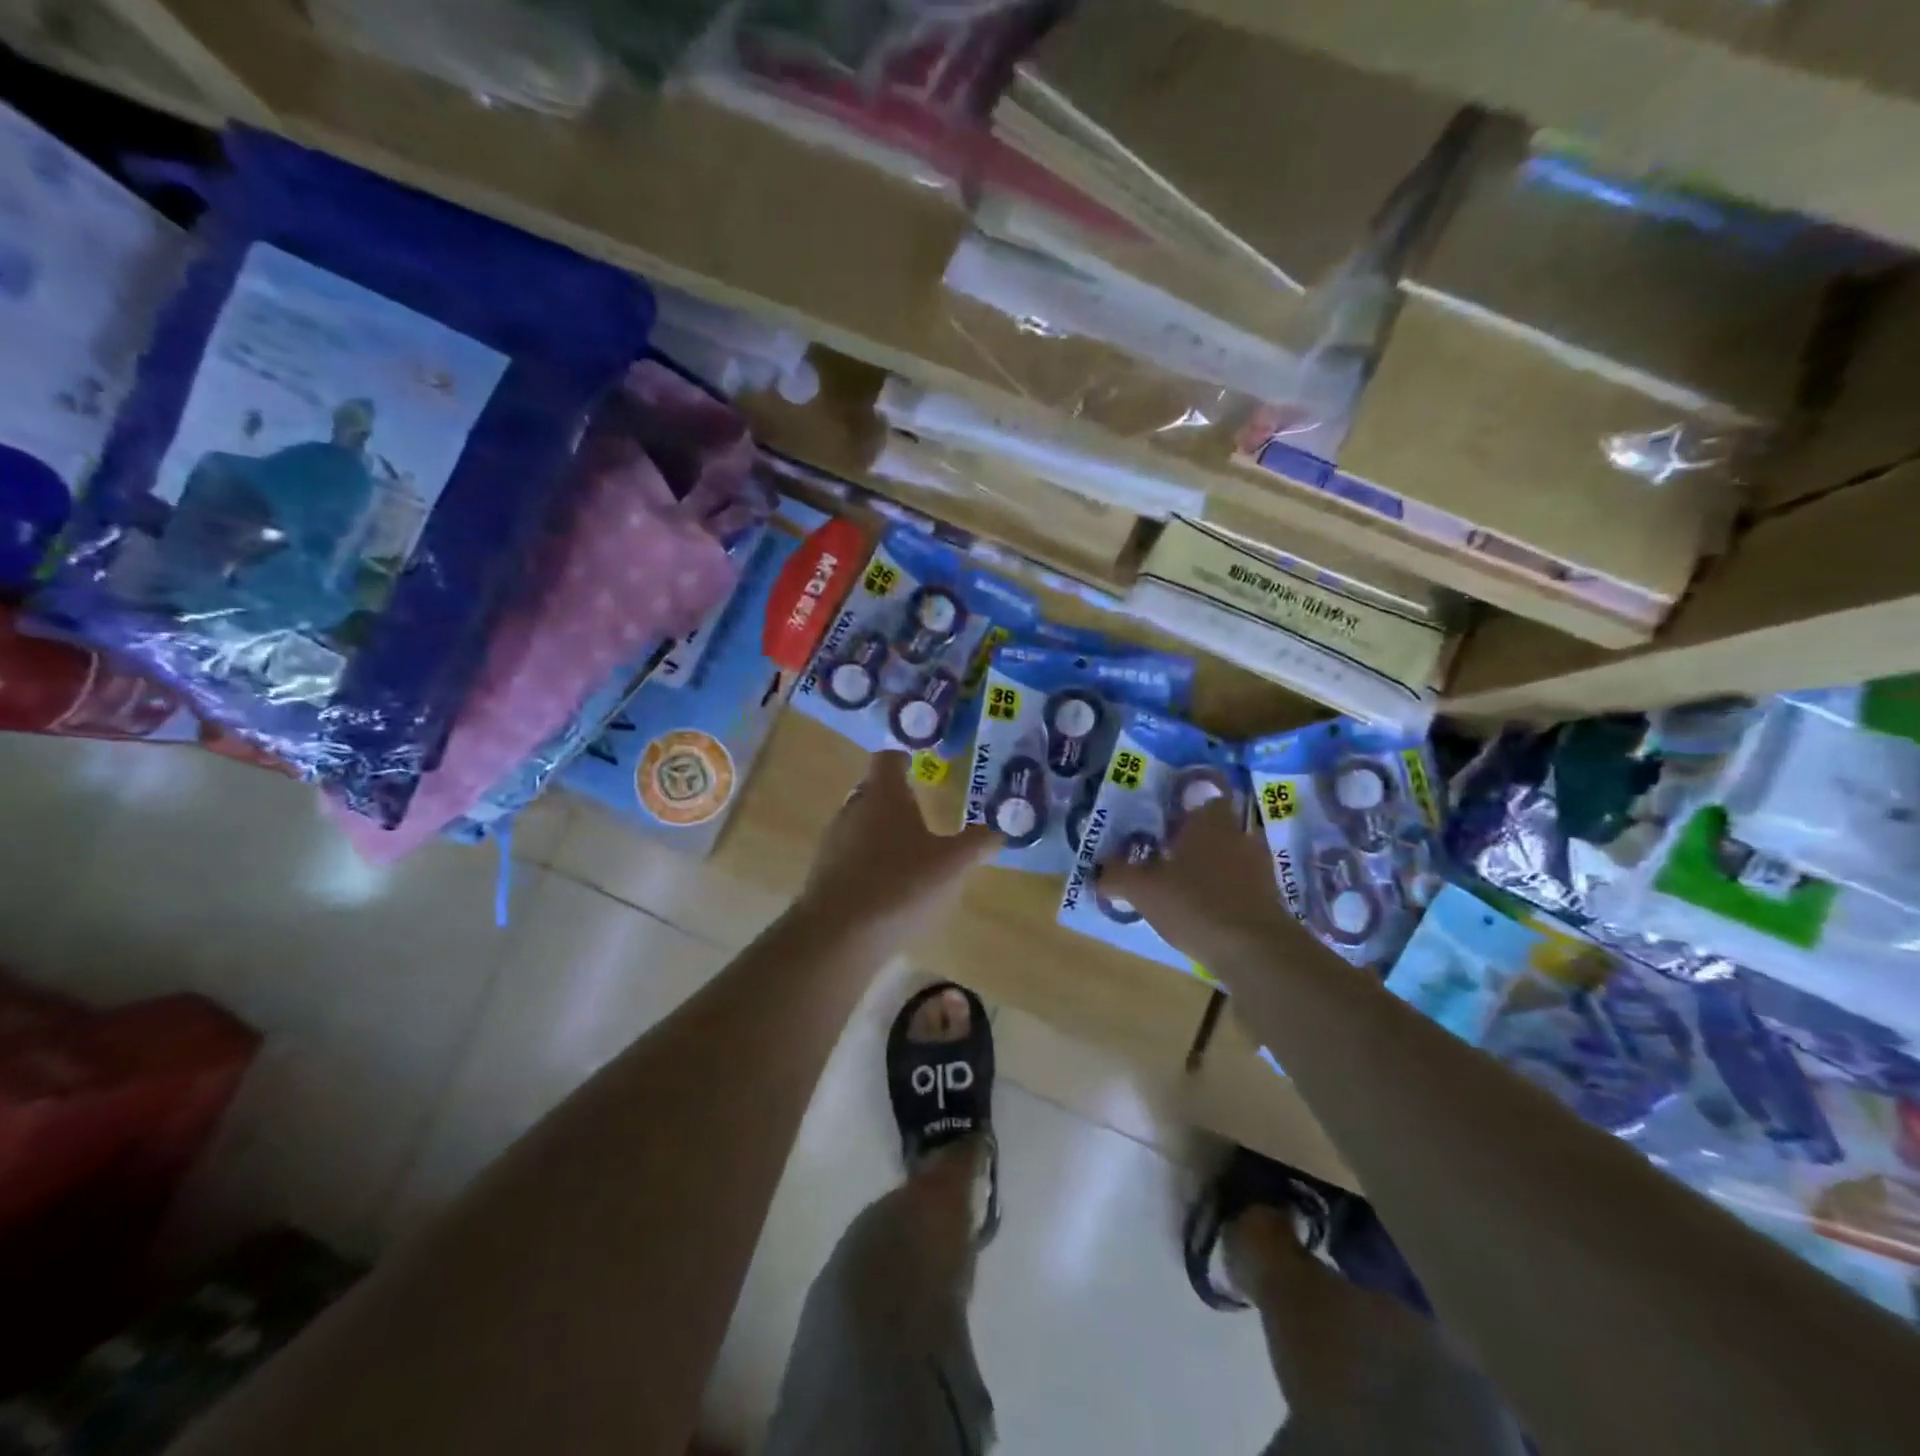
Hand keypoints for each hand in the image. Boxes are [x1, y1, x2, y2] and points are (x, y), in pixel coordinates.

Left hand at [799, 751, 1000, 939]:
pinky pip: (849, 853)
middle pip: (872, 790)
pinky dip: (868, 858)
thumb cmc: (900, 885)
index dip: (904, 758)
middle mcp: (853, 809)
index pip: (888, 759)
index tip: (917, 765)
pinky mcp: (823, 873)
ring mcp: (833, 842)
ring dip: (880, 829)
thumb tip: (999, 829)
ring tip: (908, 849)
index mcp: (883, 795)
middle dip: (894, 796)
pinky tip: (887, 883)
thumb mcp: (952, 865)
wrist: (838, 936)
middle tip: (920, 807)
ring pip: (859, 822)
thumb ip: (977, 843)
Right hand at [1103, 797, 1304, 967]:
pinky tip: (1201, 907)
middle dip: (1192, 835)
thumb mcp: (1143, 889)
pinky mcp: (1268, 897)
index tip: (1166, 812)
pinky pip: (1239, 882)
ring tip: (1179, 881)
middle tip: (1163, 849)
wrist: (1256, 952)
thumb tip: (1098, 871)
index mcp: (1211, 820)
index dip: (1186, 799)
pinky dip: (1222, 889)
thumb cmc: (1196, 903)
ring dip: (1207, 864)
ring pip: (1228, 853)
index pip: (1206, 791)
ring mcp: (1258, 866)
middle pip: (1215, 825)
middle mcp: (1239, 835)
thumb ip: (1117, 875)